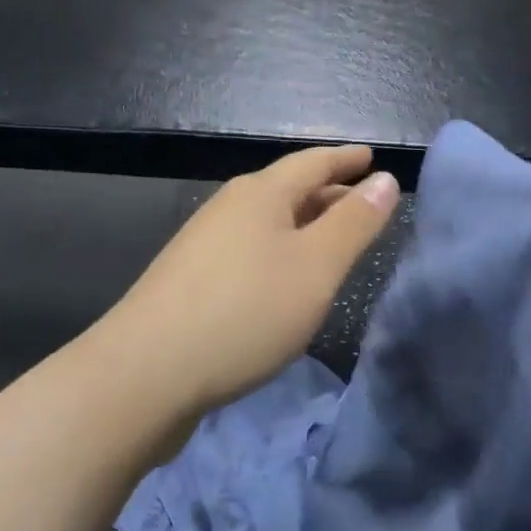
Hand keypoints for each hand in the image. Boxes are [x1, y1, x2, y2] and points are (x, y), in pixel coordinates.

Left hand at [104, 145, 399, 414]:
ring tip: (331, 243)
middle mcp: (229, 207)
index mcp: (261, 193)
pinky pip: (249, 249)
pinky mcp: (190, 279)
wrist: (146, 372)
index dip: (345, 159)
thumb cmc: (245, 312)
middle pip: (288, 189)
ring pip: (267, 222)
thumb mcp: (316, 267)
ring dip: (303, 225)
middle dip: (328, 193)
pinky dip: (279, 252)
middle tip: (363, 205)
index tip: (371, 158)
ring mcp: (204, 243)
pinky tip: (285, 280)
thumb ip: (354, 223)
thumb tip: (385, 179)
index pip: (312, 162)